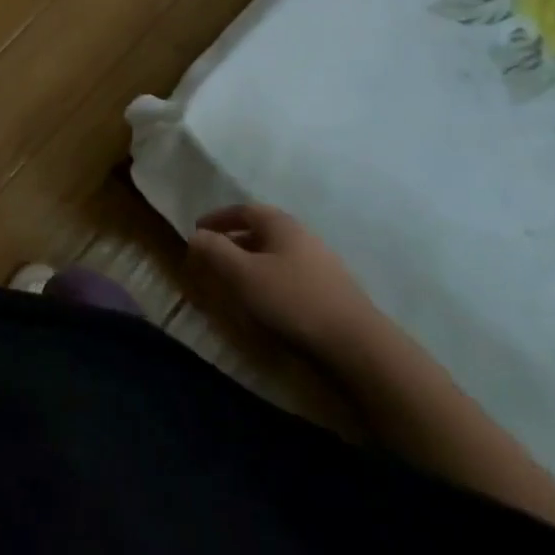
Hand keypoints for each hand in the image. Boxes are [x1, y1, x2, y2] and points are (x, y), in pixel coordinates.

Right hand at [188, 204, 381, 358]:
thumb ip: (215, 251)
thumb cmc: (293, 300)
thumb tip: (196, 235)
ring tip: (235, 280)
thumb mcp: (243, 274)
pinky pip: (291, 273)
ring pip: (277, 253)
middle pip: (261, 230)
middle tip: (213, 256)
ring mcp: (321, 262)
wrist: (358, 345)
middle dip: (234, 240)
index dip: (218, 218)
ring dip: (252, 261)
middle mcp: (302, 235)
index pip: (243, 210)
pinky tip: (267, 300)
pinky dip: (270, 278)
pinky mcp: (332, 290)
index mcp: (280, 224)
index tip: (197, 229)